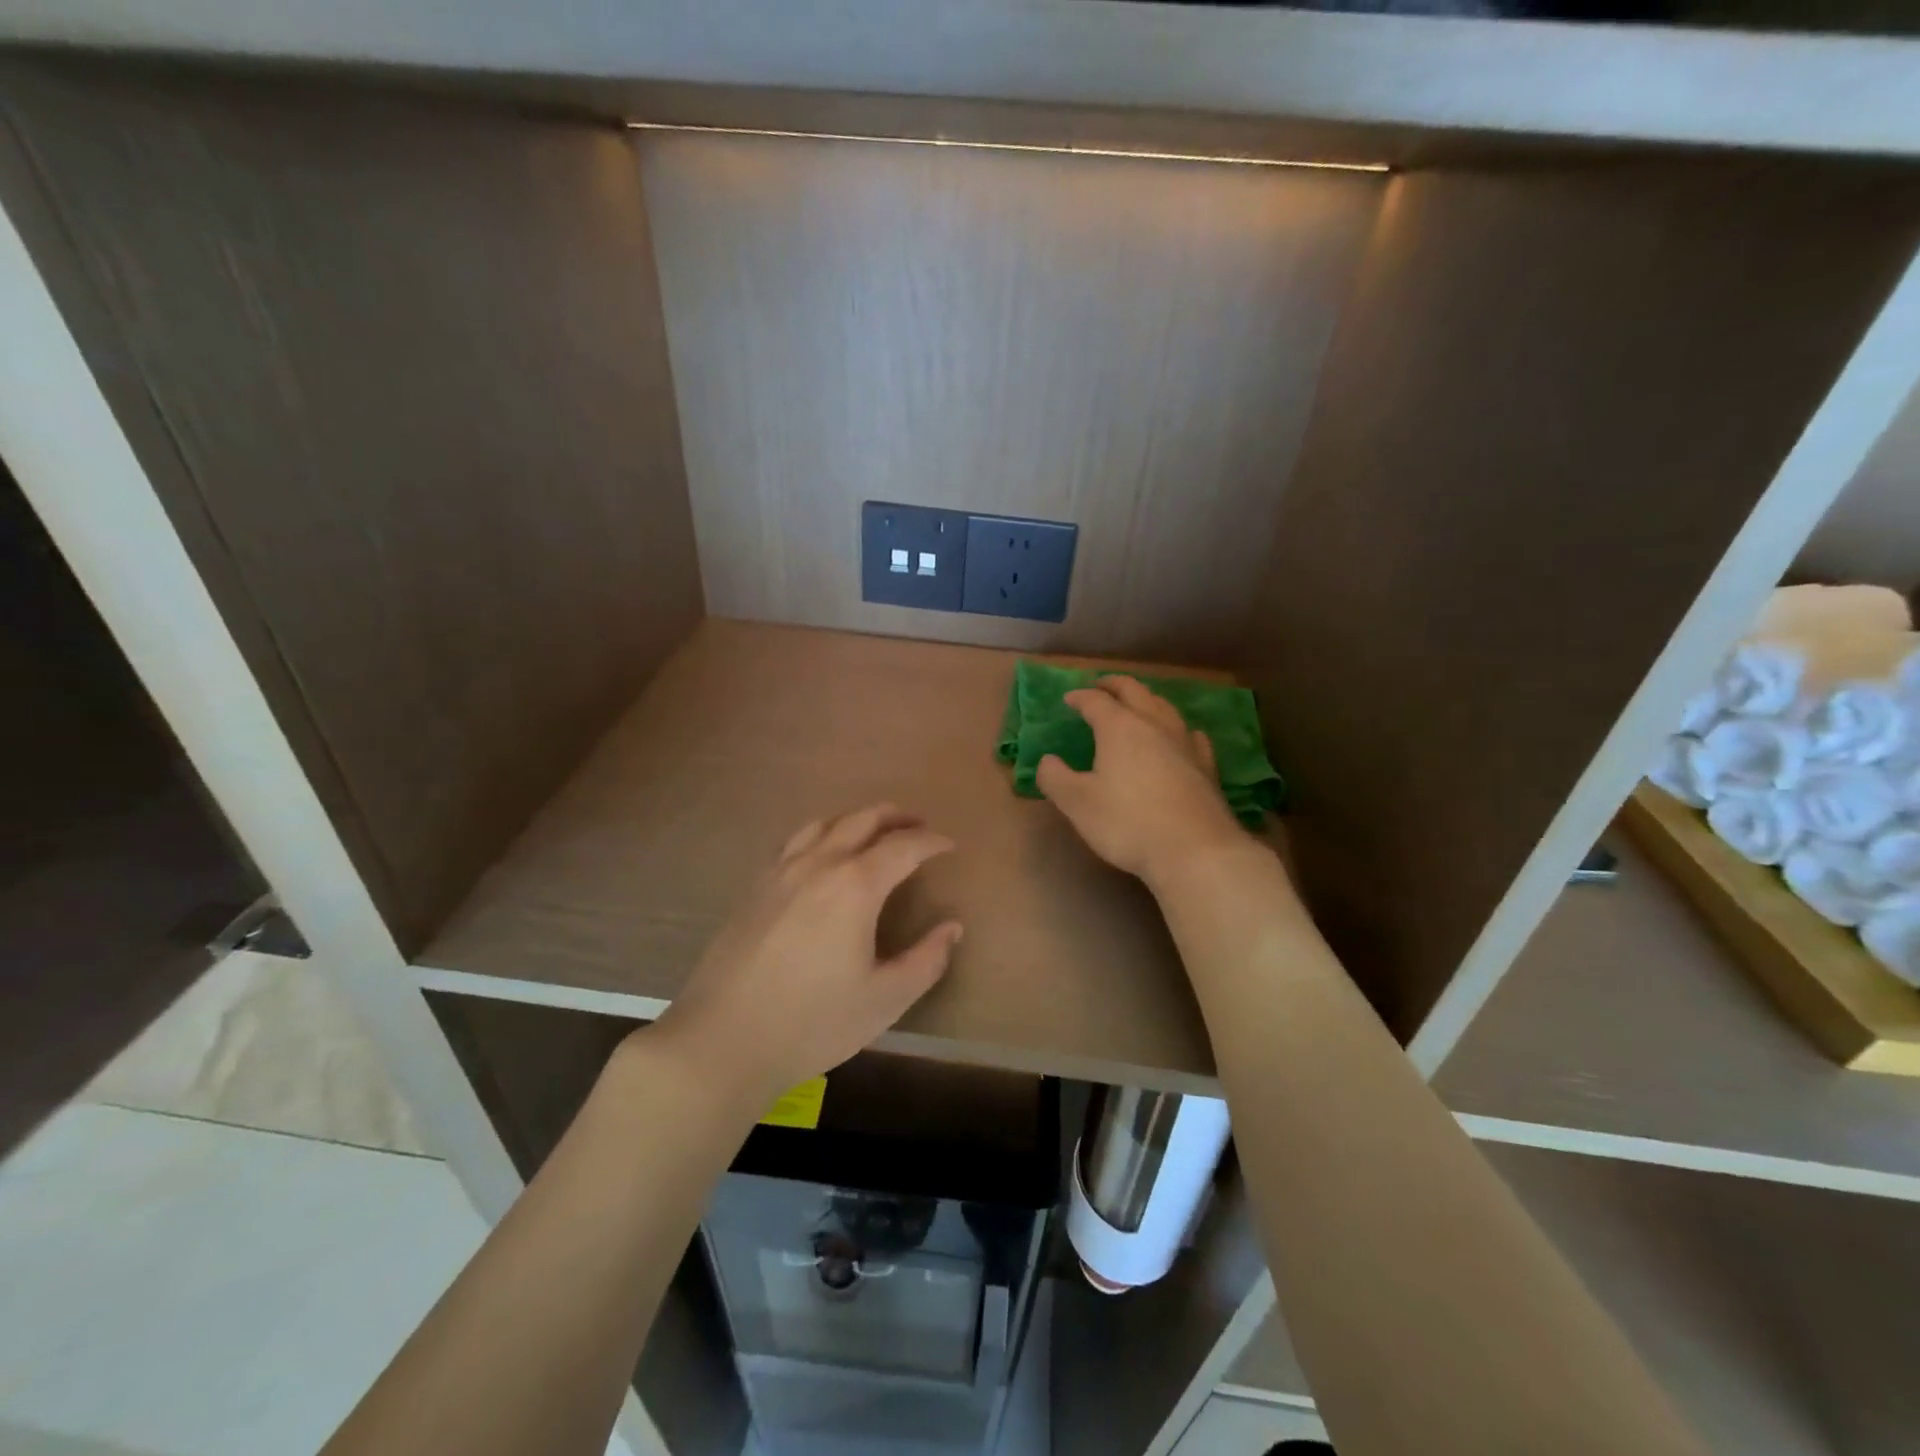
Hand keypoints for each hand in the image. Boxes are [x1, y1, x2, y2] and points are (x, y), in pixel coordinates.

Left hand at [649, 804, 961, 1108]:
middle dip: (895, 817)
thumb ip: (926, 960)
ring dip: (856, 819)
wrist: (723, 1040)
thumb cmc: (813, 1022)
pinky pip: (795, 841)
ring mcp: (781, 871)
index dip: (931, 842)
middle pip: (862, 819)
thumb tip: (951, 928)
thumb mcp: (885, 1000)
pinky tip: (822, 856)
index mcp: (856, 885)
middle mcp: (819, 863)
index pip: (903, 846)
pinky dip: (822, 834)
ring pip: (824, 823)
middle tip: (917, 826)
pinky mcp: (754, 886)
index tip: (949, 845)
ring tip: (873, 832)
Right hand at [1038, 677, 1249, 888]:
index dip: (1079, 697)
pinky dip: (1177, 728)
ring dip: (1146, 700)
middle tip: (1101, 685)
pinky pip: (1190, 734)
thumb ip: (1055, 778)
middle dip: (1115, 685)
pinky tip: (1179, 736)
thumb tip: (1047, 761)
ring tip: (1137, 704)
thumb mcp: (1077, 803)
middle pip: (1135, 692)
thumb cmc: (1128, 823)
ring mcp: (1185, 743)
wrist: (1194, 850)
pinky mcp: (1206, 766)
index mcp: (1119, 728)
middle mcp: (1154, 725)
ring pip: (1164, 707)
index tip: (1068, 699)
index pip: (1096, 701)